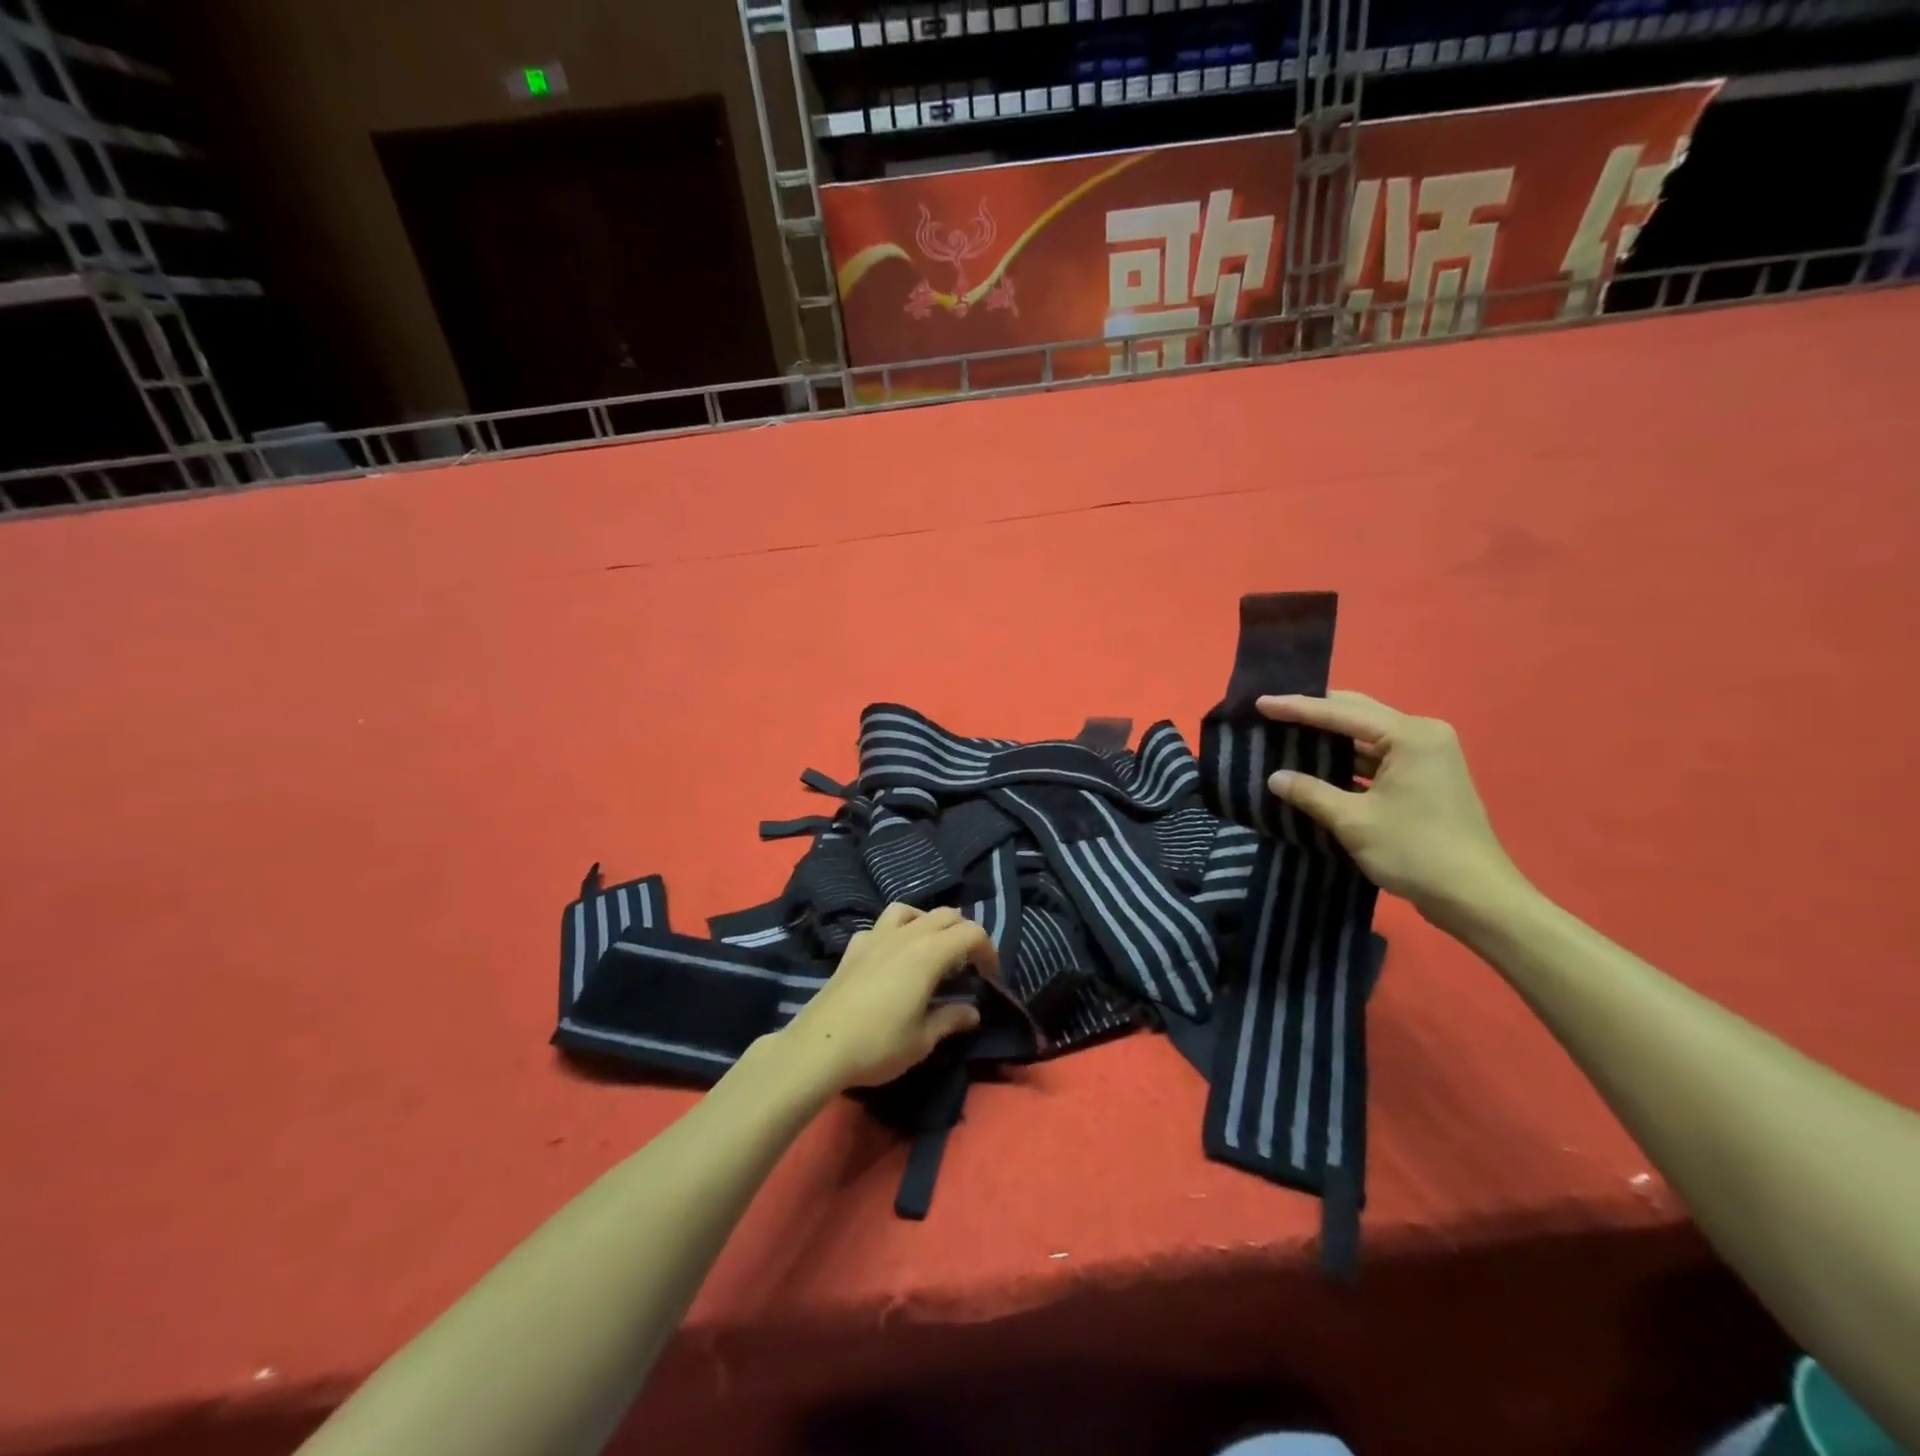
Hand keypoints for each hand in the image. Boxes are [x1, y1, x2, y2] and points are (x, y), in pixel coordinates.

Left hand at [777, 903, 996, 1090]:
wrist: (819, 1047)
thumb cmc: (878, 1045)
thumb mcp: (923, 1040)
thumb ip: (951, 1019)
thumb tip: (973, 1012)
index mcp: (929, 953)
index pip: (971, 933)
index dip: (988, 950)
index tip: (989, 977)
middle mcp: (905, 935)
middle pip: (945, 915)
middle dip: (963, 934)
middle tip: (967, 965)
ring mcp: (875, 937)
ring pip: (909, 910)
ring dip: (928, 923)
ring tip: (931, 950)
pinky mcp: (853, 948)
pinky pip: (880, 926)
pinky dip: (895, 933)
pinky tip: (892, 957)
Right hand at [1258, 690, 1527, 930]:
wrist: (1475, 897)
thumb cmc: (1415, 851)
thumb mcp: (1353, 821)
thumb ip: (1311, 793)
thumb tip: (1274, 777)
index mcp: (1410, 736)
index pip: (1341, 713)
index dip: (1297, 708)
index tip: (1260, 703)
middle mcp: (1422, 735)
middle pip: (1357, 713)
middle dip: (1315, 711)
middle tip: (1272, 710)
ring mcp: (1426, 756)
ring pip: (1366, 735)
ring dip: (1329, 736)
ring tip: (1288, 732)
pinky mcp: (1424, 778)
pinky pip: (1376, 756)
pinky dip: (1346, 758)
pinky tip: (1317, 763)